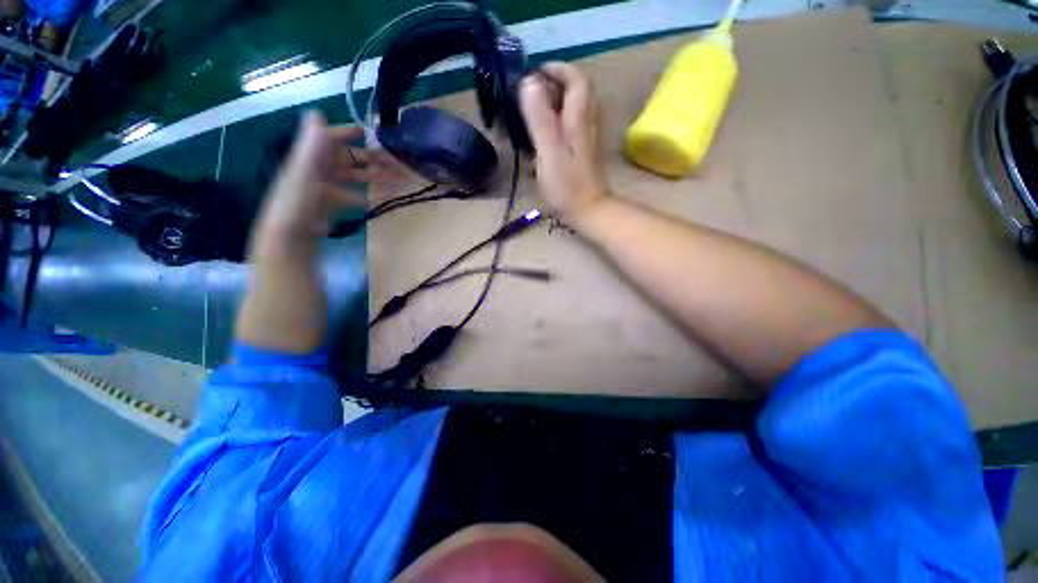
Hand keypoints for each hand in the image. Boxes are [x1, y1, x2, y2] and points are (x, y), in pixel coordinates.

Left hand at [257, 111, 384, 239]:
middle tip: (393, 160)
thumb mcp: (304, 170)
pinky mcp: (333, 203)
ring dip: (372, 176)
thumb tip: (317, 112)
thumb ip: (312, 144)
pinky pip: (353, 196)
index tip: (366, 132)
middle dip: (370, 157)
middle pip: (348, 158)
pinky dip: (365, 197)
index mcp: (312, 157)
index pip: (330, 139)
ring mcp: (328, 187)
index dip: (346, 133)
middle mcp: (320, 169)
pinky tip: (378, 200)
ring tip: (393, 178)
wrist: (292, 233)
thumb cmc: (298, 200)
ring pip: (354, 177)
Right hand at [519, 62, 609, 226]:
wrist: (588, 211)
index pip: (575, 78)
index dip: (556, 69)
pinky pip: (571, 126)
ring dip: (554, 104)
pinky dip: (556, 123)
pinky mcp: (584, 152)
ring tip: (532, 115)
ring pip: (573, 109)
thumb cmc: (566, 185)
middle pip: (576, 91)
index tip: (534, 76)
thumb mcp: (549, 152)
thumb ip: (540, 118)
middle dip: (553, 85)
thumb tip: (530, 82)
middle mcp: (587, 122)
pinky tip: (543, 138)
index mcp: (578, 118)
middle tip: (529, 96)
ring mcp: (587, 138)